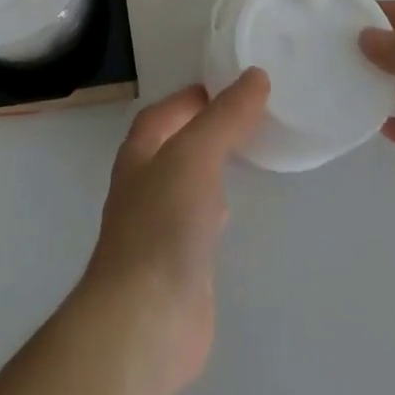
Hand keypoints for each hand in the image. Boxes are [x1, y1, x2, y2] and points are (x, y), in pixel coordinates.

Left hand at [77, 70, 270, 394]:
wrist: (146, 318)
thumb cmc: (164, 224)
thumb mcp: (195, 155)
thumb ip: (224, 117)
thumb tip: (255, 76)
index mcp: (139, 155)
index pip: (161, 114)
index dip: (190, 98)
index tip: (227, 87)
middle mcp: (143, 186)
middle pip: (171, 146)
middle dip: (201, 130)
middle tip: (245, 117)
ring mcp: (158, 228)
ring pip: (185, 184)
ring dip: (208, 167)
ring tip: (244, 156)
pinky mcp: (177, 265)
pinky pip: (196, 222)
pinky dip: (214, 207)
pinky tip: (232, 213)